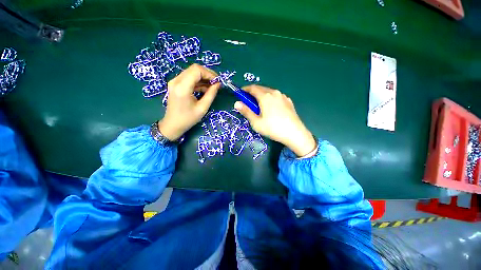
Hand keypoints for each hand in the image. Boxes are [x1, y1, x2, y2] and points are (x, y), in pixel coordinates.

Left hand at [158, 64, 220, 140]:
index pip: (197, 70)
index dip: (209, 74)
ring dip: (203, 78)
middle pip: (194, 69)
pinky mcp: (175, 84)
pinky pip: (189, 78)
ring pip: (192, 72)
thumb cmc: (188, 119)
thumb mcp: (202, 108)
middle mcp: (176, 81)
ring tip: (212, 88)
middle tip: (216, 84)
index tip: (218, 82)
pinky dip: (198, 81)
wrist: (173, 125)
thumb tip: (218, 84)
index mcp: (182, 87)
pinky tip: (205, 89)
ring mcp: (174, 82)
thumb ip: (211, 94)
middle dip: (207, 75)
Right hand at [234, 85, 315, 156]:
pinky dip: (270, 98)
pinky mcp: (289, 101)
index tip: (240, 93)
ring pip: (269, 92)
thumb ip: (246, 111)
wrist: (294, 133)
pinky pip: (276, 96)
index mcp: (265, 96)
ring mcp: (283, 96)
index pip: (252, 88)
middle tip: (248, 101)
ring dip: (262, 95)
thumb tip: (236, 103)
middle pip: (261, 88)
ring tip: (259, 104)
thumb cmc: (272, 128)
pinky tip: (271, 107)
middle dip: (253, 92)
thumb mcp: (256, 122)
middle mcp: (274, 93)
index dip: (245, 90)